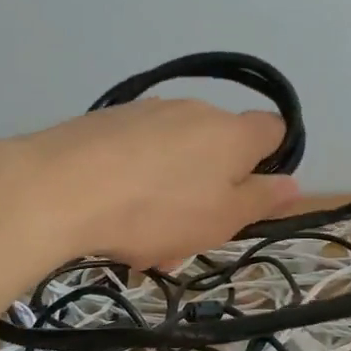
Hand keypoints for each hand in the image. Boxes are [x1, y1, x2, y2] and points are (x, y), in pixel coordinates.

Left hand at [0, 100, 300, 268]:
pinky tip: (110, 215)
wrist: (59, 186)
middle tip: (185, 238)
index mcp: (232, 133)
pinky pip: (138, 152)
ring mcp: (148, 111)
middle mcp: (195, 111)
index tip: (249, 194)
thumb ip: (259, 199)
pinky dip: (135, 180)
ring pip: (175, 156)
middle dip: (209, 190)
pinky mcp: (107, 119)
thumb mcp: (220, 220)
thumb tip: (291, 182)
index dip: (270, 160)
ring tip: (140, 240)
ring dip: (169, 193)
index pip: (274, 129)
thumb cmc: (155, 211)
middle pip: (218, 148)